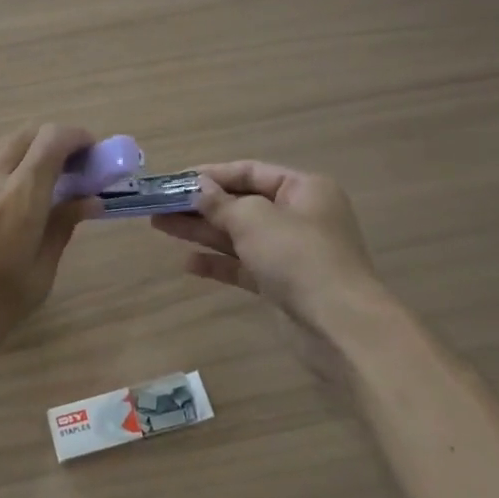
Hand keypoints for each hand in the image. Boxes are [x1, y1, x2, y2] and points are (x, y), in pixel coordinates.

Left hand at [0, 124, 99, 375]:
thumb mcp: (36, 277)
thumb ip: (61, 229)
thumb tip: (88, 200)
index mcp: (19, 196)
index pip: (53, 140)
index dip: (78, 138)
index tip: (95, 156)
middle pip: (27, 134)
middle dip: (55, 142)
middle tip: (74, 172)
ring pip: (3, 147)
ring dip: (29, 154)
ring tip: (45, 189)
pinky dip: (6, 169)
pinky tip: (10, 204)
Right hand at [151, 161, 380, 333]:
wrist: (339, 326)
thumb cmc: (298, 256)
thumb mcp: (254, 219)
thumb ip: (220, 203)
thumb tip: (198, 188)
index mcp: (303, 189)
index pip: (250, 171)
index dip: (211, 174)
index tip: (174, 181)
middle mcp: (298, 216)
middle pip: (241, 203)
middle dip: (200, 204)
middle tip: (159, 204)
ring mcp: (290, 252)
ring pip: (238, 235)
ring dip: (201, 230)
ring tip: (160, 225)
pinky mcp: (281, 284)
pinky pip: (243, 265)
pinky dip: (217, 262)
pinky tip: (188, 263)